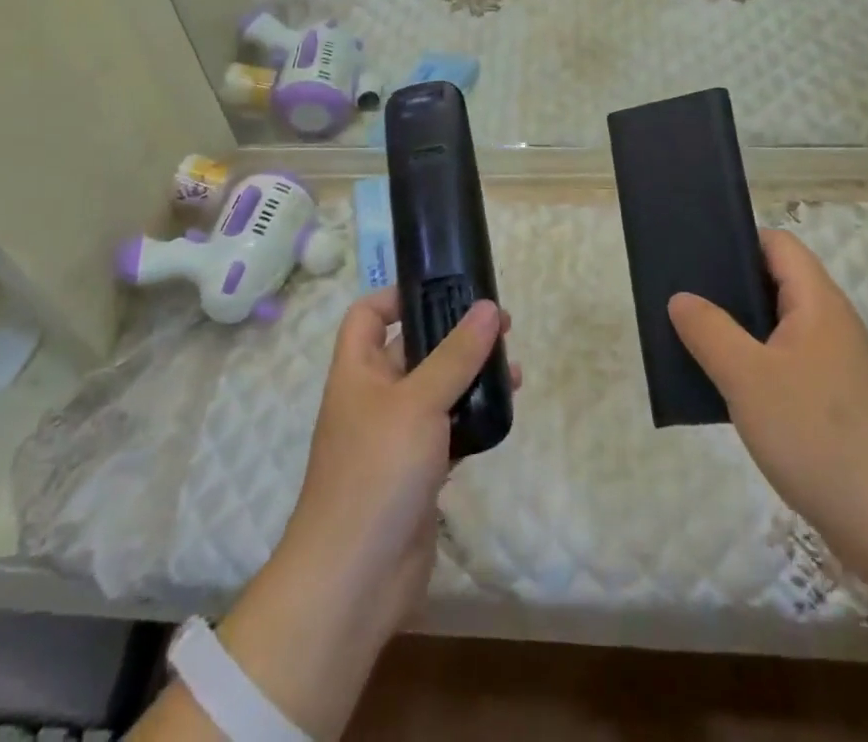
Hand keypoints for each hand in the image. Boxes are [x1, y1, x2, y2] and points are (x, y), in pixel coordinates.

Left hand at [282, 291, 518, 628]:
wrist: (354, 578)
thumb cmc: (377, 471)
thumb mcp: (419, 401)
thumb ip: (456, 354)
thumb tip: (488, 307)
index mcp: (357, 370)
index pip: (368, 314)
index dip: (398, 295)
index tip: (444, 288)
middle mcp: (373, 397)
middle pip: (412, 350)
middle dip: (453, 335)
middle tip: (500, 325)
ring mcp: (395, 438)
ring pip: (436, 391)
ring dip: (470, 376)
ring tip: (513, 367)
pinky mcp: (417, 473)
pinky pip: (448, 431)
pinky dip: (473, 419)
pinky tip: (503, 412)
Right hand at [668, 229, 867, 576]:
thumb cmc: (817, 435)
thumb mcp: (747, 377)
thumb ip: (709, 330)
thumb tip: (681, 298)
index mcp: (818, 302)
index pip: (778, 244)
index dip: (737, 241)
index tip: (695, 257)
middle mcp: (832, 324)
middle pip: (777, 283)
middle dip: (730, 287)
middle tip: (684, 300)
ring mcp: (838, 365)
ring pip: (780, 328)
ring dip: (741, 331)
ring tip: (696, 342)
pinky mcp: (837, 403)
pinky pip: (788, 364)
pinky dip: (757, 366)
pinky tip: (730, 391)